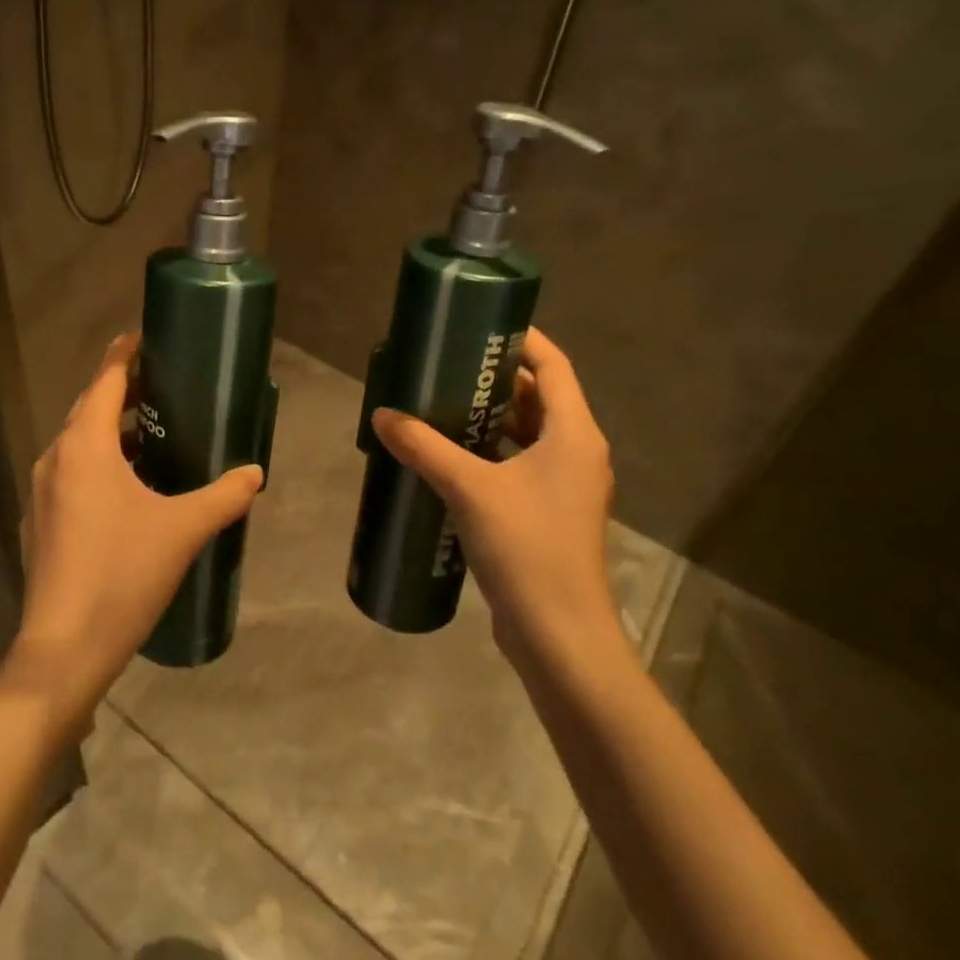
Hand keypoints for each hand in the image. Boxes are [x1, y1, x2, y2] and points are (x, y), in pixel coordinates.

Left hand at [8, 334, 263, 717]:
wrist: (64, 648)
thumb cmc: (122, 574)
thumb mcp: (183, 530)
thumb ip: (224, 496)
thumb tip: (255, 473)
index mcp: (85, 445)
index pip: (106, 379)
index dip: (125, 353)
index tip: (148, 336)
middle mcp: (56, 458)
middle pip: (90, 406)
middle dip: (123, 389)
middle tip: (164, 383)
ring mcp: (42, 491)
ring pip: (79, 441)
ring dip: (112, 428)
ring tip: (154, 431)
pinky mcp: (41, 521)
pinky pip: (71, 472)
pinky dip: (99, 461)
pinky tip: (128, 486)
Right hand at [370, 328, 619, 672]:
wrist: (559, 633)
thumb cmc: (526, 547)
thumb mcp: (469, 488)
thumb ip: (424, 447)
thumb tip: (383, 415)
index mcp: (574, 434)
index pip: (554, 366)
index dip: (523, 340)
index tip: (481, 326)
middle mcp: (577, 452)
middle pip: (541, 398)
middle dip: (496, 379)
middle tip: (448, 365)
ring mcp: (566, 486)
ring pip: (529, 433)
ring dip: (491, 417)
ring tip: (442, 403)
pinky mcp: (549, 513)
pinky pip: (520, 463)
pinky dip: (491, 450)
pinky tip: (450, 455)